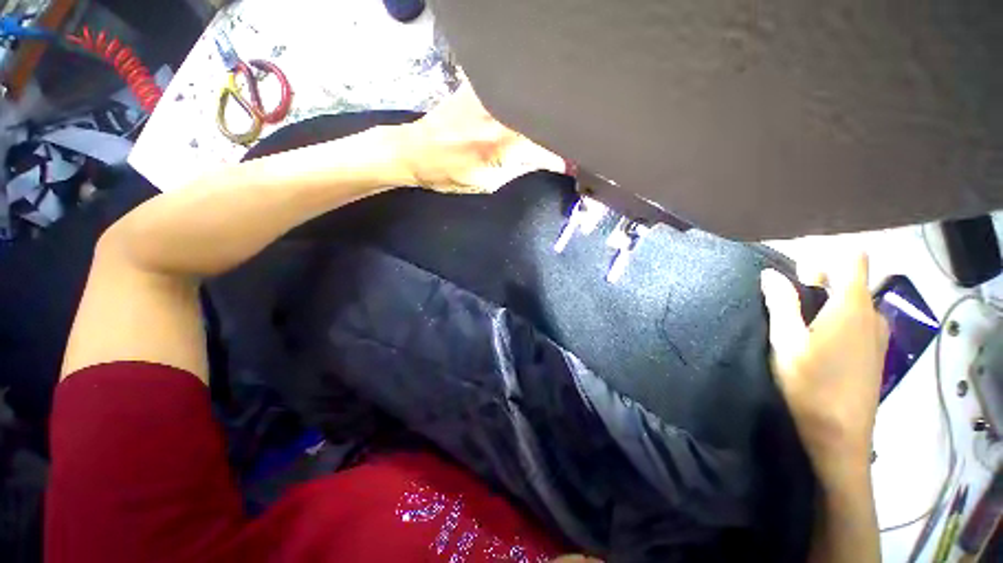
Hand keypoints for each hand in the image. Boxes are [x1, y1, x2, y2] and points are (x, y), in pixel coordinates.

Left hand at [395, 82, 564, 192]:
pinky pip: (512, 92)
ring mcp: (489, 96)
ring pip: (531, 104)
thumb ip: (521, 169)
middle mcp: (500, 115)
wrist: (417, 151)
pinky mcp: (479, 85)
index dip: (565, 156)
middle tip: (563, 145)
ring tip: (544, 131)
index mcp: (503, 146)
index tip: (574, 163)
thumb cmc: (451, 175)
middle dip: (558, 134)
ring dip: (542, 118)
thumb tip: (549, 162)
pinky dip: (523, 104)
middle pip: (544, 121)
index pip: (548, 149)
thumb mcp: (489, 183)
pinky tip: (524, 113)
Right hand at [760, 254, 888, 481]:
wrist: (841, 436)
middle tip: (790, 306)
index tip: (800, 277)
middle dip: (821, 284)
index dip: (827, 259)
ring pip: (855, 304)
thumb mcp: (785, 341)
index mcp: (852, 307)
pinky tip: (819, 347)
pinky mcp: (877, 354)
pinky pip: (859, 322)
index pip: (854, 260)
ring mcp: (879, 336)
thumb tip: (771, 274)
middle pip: (852, 282)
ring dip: (828, 305)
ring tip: (801, 328)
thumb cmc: (811, 384)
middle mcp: (873, 315)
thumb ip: (780, 303)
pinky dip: (838, 322)